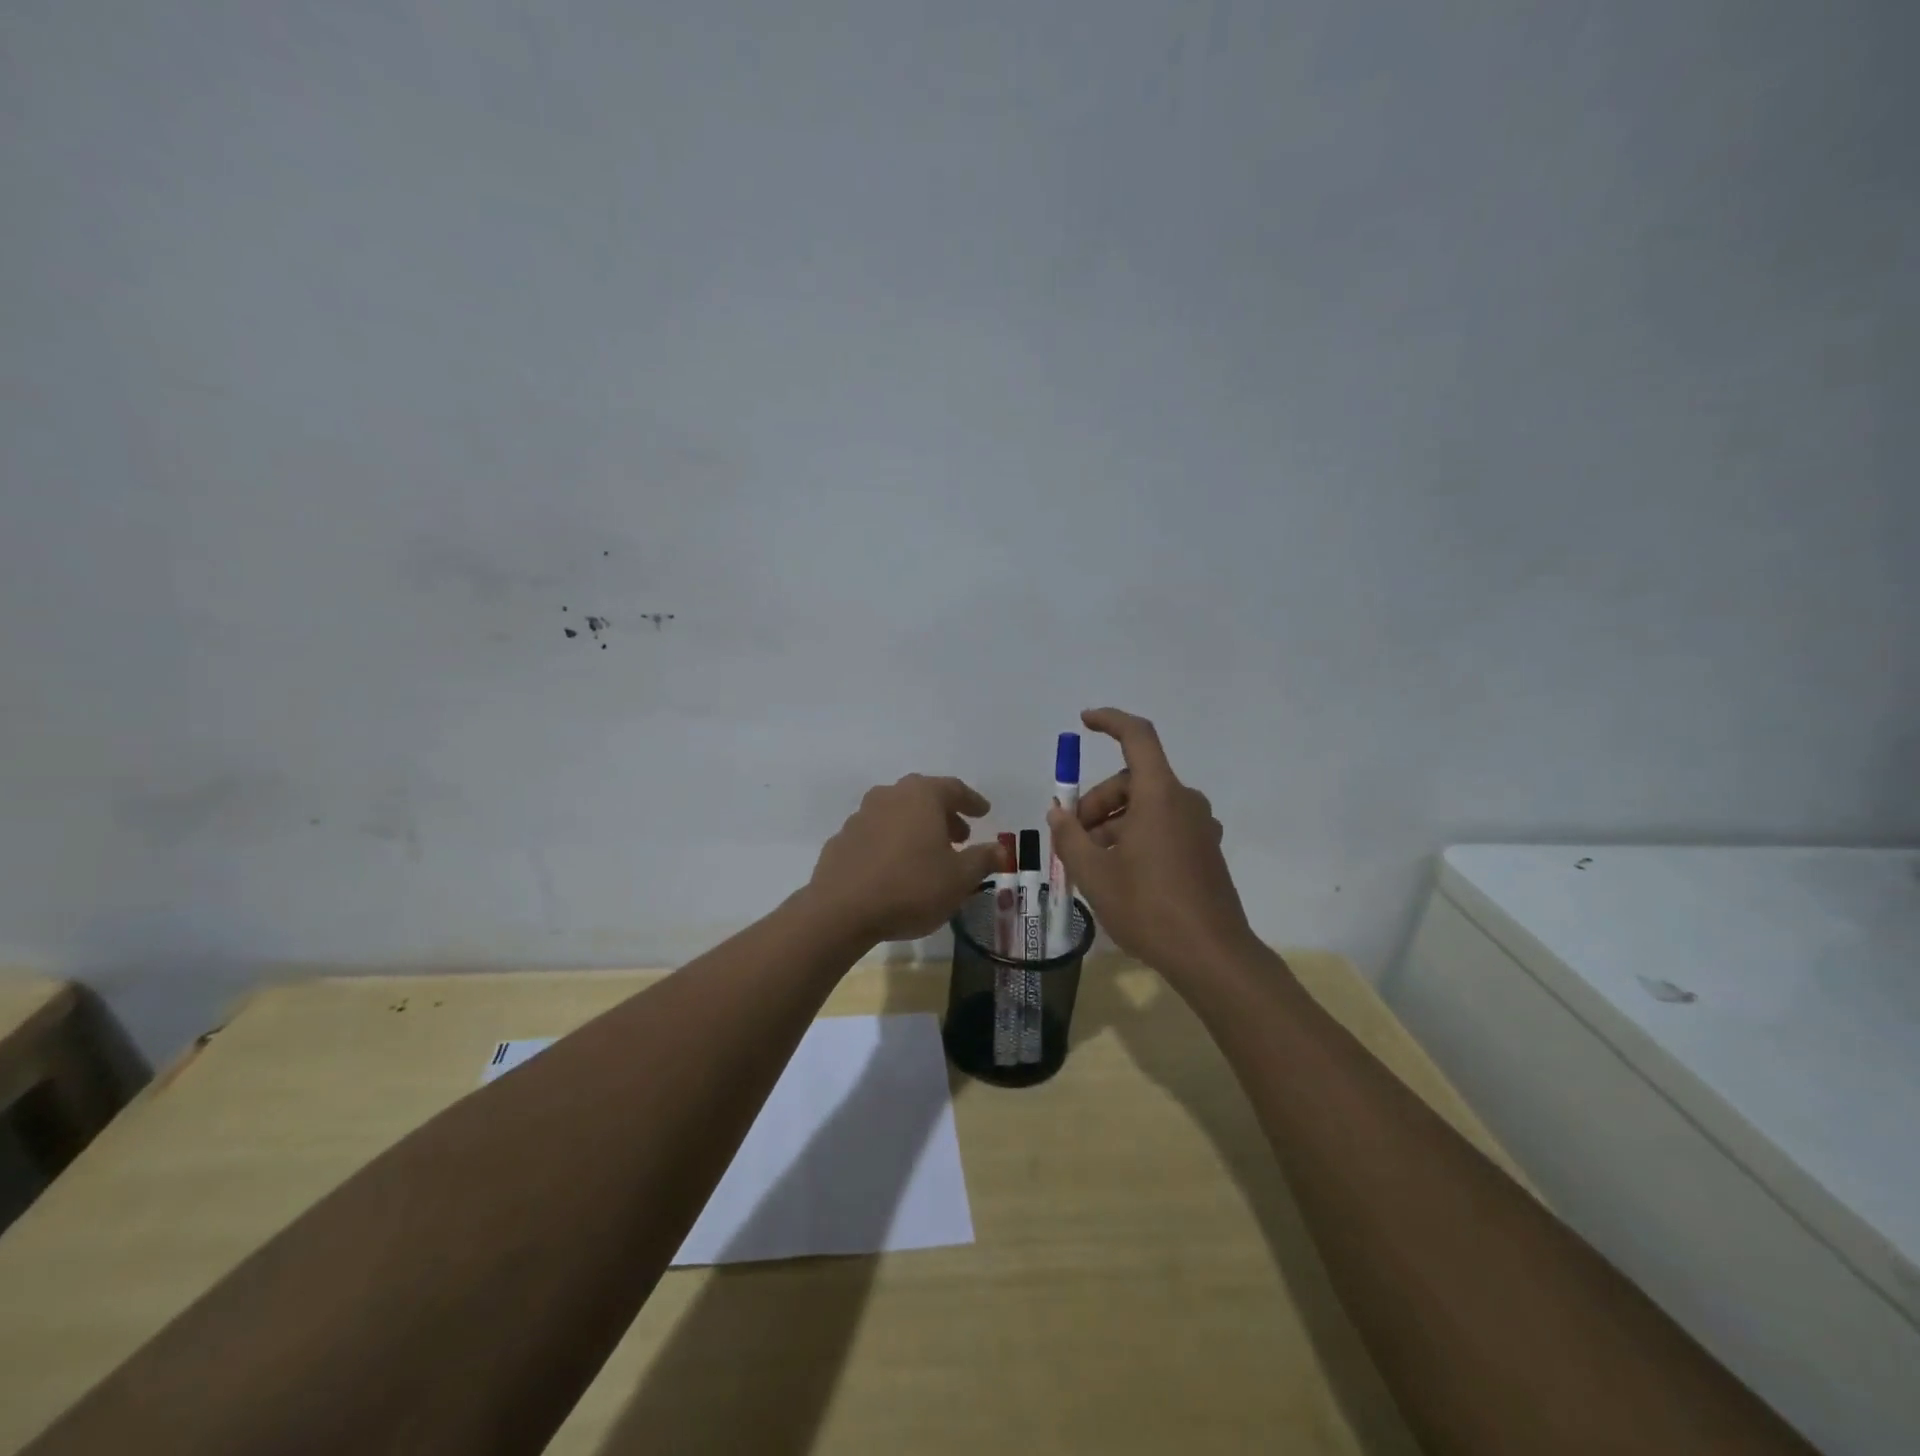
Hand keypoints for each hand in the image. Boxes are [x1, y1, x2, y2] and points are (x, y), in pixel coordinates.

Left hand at [809, 774, 1003, 942]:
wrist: (841, 910)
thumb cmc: (911, 887)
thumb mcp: (960, 878)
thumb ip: (983, 859)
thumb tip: (1001, 849)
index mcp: (921, 796)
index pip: (953, 789)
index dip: (972, 801)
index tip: (984, 813)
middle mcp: (889, 796)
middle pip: (923, 798)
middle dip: (944, 815)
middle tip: (960, 836)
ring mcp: (860, 816)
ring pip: (897, 814)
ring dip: (916, 828)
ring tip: (929, 854)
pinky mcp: (841, 840)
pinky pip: (876, 834)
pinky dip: (891, 843)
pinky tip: (896, 868)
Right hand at [1046, 708, 1258, 979]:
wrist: (1212, 956)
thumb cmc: (1148, 907)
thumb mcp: (1094, 873)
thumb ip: (1070, 836)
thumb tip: (1058, 812)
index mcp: (1160, 795)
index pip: (1138, 737)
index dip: (1110, 721)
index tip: (1084, 721)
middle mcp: (1185, 802)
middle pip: (1133, 780)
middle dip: (1097, 801)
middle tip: (1073, 837)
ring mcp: (1199, 827)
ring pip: (1147, 806)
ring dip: (1114, 822)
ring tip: (1091, 862)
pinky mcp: (1205, 850)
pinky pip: (1164, 826)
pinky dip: (1136, 835)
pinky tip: (1120, 872)